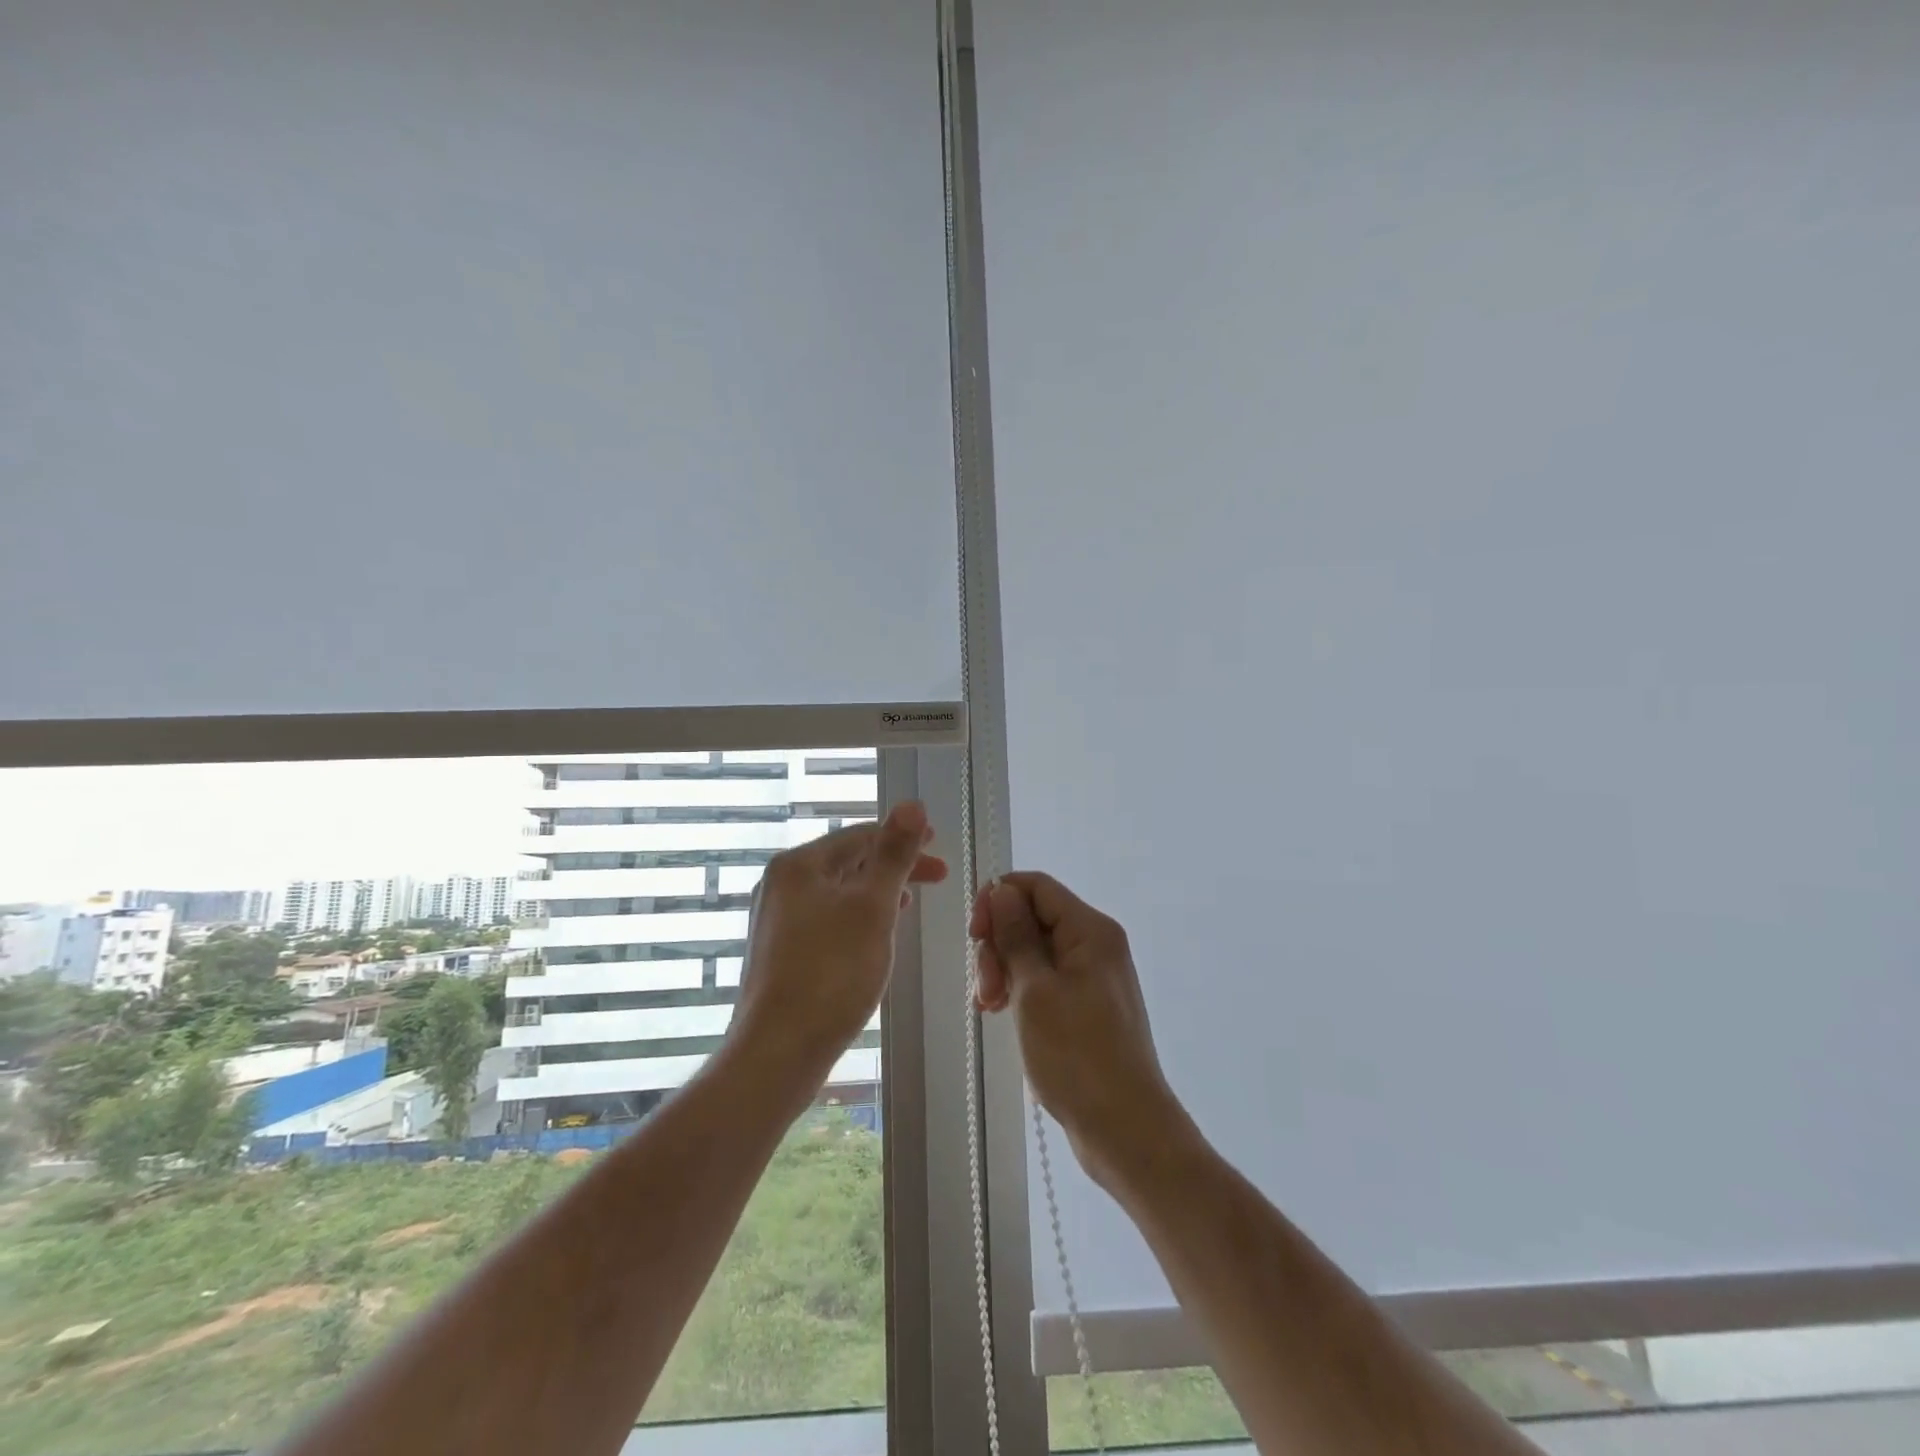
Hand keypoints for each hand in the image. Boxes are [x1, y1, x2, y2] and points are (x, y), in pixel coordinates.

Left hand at [729, 801, 947, 1078]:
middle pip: (848, 862)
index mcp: (798, 866)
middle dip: (894, 866)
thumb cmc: (831, 974)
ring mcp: (776, 920)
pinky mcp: (780, 953)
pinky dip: (857, 918)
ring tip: (911, 902)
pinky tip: (875, 937)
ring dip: (878, 892)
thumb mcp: (873, 908)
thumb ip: (894, 854)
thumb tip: (912, 804)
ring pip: (839, 892)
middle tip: (937, 877)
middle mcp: (780, 885)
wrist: (777, 1053)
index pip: (861, 836)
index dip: (904, 838)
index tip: (939, 847)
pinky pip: (827, 919)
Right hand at [970, 873, 1185, 1186]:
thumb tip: (1002, 890)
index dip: (998, 900)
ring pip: (1034, 950)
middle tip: (985, 989)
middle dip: (999, 944)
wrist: (1126, 1130)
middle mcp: (1095, 944)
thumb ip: (1017, 935)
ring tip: (990, 1007)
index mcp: (1090, 930)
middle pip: (1033, 917)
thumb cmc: (1078, 1056)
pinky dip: (1020, 989)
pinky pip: (1045, 978)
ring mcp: (1092, 976)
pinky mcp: (1086, 1005)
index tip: (974, 936)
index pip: (1036, 886)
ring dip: (1004, 970)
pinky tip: (1001, 1012)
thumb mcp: (1036, 990)